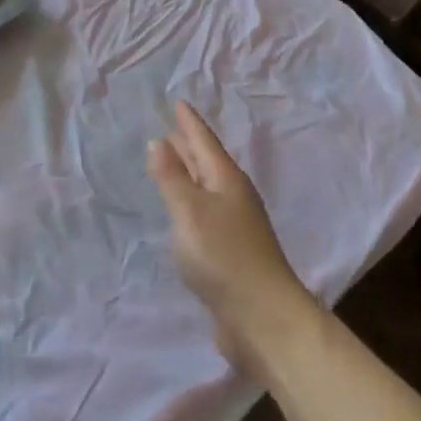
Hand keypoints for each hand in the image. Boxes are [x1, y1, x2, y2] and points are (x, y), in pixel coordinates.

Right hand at [148, 101, 317, 374]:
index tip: (178, 102)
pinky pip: (205, 212)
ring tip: (172, 159)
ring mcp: (234, 225)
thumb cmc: (223, 256)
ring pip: (207, 187)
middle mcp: (233, 197)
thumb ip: (172, 178)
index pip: (204, 143)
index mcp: (226, 181)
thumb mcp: (190, 211)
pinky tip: (182, 209)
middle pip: (208, 162)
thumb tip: (159, 142)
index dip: (189, 124)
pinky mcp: (230, 251)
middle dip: (189, 144)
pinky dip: (190, 200)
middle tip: (171, 127)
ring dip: (190, 172)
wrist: (262, 317)